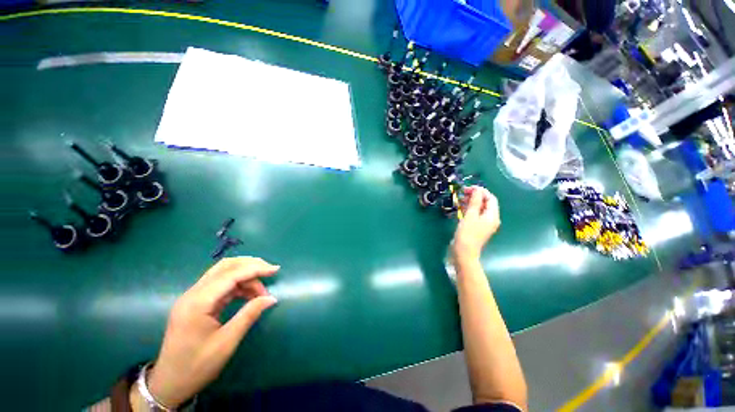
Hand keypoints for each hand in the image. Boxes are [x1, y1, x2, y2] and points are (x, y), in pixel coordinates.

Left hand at [141, 257, 278, 408]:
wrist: (169, 383)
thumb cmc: (197, 366)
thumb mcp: (226, 342)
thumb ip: (249, 315)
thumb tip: (271, 298)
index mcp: (198, 302)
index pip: (231, 275)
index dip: (255, 269)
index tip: (275, 270)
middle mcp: (193, 293)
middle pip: (225, 267)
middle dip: (250, 265)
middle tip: (270, 272)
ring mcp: (193, 297)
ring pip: (223, 273)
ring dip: (245, 276)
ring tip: (261, 290)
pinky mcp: (196, 302)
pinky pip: (221, 285)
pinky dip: (238, 285)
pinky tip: (249, 294)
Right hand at [452, 186, 499, 260]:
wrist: (464, 252)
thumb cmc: (467, 233)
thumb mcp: (470, 215)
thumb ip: (475, 201)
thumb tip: (477, 189)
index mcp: (492, 216)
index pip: (490, 198)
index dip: (481, 191)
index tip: (468, 188)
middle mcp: (491, 219)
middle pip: (486, 203)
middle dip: (475, 196)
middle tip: (462, 193)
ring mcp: (484, 224)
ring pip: (479, 209)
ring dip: (471, 202)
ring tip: (460, 199)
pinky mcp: (477, 228)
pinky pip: (475, 215)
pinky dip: (469, 210)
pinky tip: (461, 208)